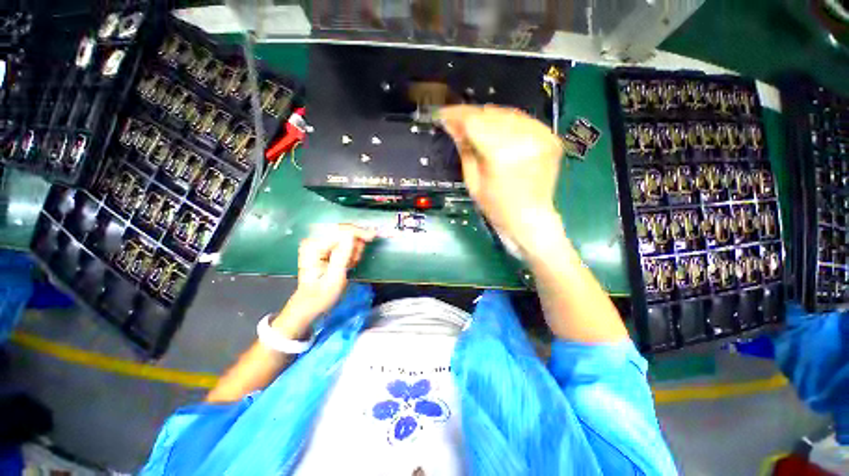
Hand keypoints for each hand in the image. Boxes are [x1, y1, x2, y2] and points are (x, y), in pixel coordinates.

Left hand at [275, 224, 375, 335]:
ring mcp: (318, 243)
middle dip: (354, 244)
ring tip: (350, 264)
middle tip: (354, 261)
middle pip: (343, 230)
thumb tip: (351, 236)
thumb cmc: (321, 295)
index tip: (374, 236)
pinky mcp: (322, 247)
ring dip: (352, 249)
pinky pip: (342, 242)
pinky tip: (347, 262)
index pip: (340, 231)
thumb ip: (342, 255)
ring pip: (344, 236)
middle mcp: (314, 240)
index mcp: (313, 246)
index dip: (358, 232)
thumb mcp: (335, 278)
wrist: (309, 305)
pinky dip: (349, 251)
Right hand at [439, 105, 564, 256]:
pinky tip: (497, 132)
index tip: (443, 115)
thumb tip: (453, 126)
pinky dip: (507, 123)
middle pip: (490, 114)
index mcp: (501, 154)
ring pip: (507, 113)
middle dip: (471, 116)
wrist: (530, 219)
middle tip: (457, 121)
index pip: (474, 122)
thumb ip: (465, 149)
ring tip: (476, 127)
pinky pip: (523, 120)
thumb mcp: (473, 182)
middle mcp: (524, 139)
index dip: (456, 116)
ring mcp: (541, 135)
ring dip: (488, 117)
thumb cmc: (497, 207)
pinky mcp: (550, 137)